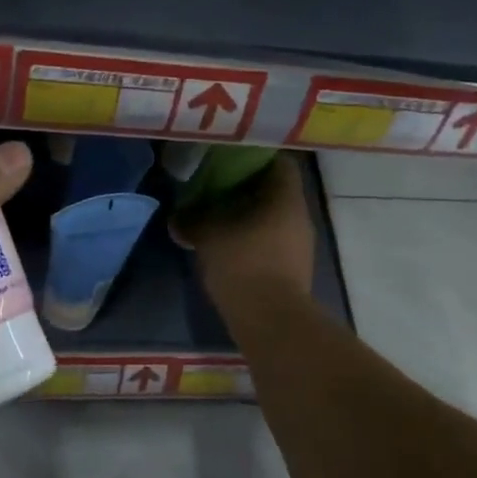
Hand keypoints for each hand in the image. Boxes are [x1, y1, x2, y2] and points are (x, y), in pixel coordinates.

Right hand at [172, 153, 317, 314]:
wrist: (270, 320)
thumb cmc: (243, 264)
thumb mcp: (208, 236)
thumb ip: (192, 220)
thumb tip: (176, 218)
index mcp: (286, 198)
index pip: (280, 163)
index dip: (255, 157)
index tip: (229, 160)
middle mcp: (300, 217)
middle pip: (275, 191)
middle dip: (247, 189)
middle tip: (216, 188)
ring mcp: (300, 245)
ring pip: (273, 218)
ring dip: (249, 216)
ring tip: (218, 217)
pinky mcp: (293, 269)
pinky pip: (272, 242)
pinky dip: (252, 239)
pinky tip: (228, 246)